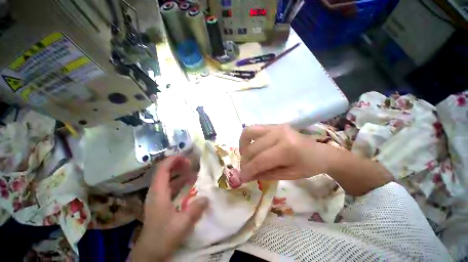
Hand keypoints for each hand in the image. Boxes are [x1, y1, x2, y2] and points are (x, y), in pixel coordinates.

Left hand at [131, 156, 207, 260]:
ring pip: (167, 178)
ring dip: (178, 173)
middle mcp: (156, 192)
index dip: (173, 160)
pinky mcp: (160, 202)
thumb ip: (195, 209)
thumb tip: (207, 197)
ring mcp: (157, 197)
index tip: (186, 158)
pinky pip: (169, 186)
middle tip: (191, 164)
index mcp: (158, 193)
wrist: (149, 253)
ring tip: (192, 171)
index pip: (162, 169)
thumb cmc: (163, 237)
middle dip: (177, 164)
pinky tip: (188, 184)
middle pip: (164, 171)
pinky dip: (178, 182)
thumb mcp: (182, 224)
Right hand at [238, 124, 333, 183]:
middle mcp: (279, 133)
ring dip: (243, 146)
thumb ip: (265, 174)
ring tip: (245, 157)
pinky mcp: (273, 124)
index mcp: (287, 148)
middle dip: (245, 161)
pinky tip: (249, 147)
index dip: (248, 170)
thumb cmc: (307, 166)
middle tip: (245, 170)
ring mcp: (275, 126)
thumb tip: (247, 175)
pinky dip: (247, 138)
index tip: (242, 178)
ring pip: (249, 133)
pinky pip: (253, 129)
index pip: (260, 160)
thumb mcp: (288, 175)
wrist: (319, 152)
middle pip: (253, 147)